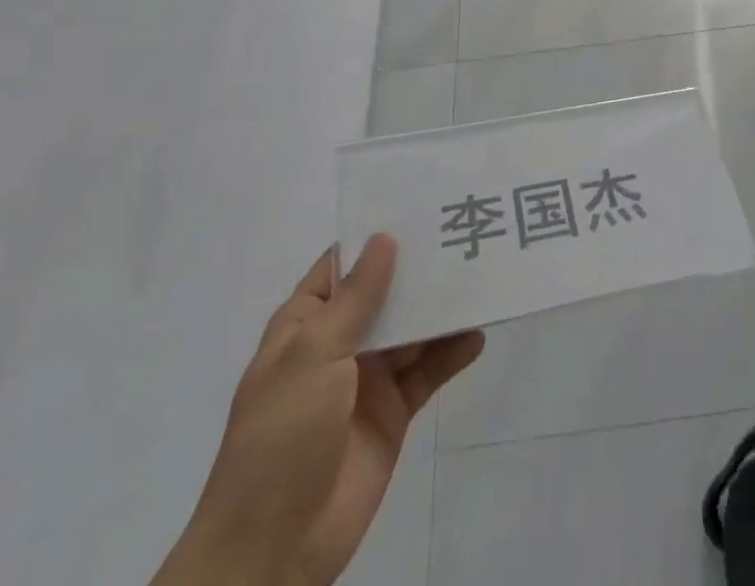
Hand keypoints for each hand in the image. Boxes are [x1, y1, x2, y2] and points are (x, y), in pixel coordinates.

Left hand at [154, 235, 484, 585]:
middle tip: (464, 232)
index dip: (376, 236)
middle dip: (420, 269)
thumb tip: (384, 238)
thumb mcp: (313, 356)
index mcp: (306, 324)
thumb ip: (357, 299)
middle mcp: (338, 344)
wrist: (272, 551)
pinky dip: (452, 354)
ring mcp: (367, 380)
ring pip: (411, 330)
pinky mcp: (392, 414)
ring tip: (482, 274)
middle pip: (386, 294)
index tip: (419, 203)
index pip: (343, 265)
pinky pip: (427, 373)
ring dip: (441, 309)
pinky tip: (478, 334)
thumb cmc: (281, 437)